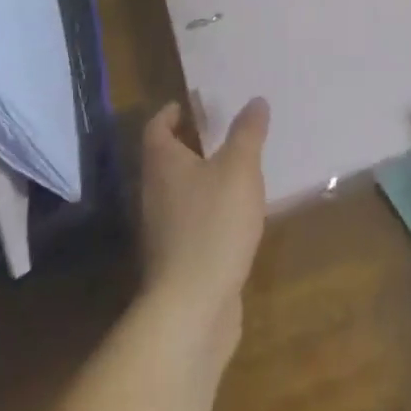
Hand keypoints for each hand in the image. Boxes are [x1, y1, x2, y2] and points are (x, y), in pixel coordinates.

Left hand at [138, 97, 269, 355]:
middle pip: (166, 159)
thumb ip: (247, 133)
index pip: (156, 128)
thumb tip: (255, 100)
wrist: (192, 309)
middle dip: (190, 144)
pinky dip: (208, 211)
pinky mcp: (177, 260)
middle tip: (221, 131)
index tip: (189, 105)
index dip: (170, 114)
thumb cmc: (213, 225)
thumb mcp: (239, 169)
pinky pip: (191, 222)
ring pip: (179, 192)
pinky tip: (235, 216)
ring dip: (201, 178)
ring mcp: (163, 230)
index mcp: (163, 164)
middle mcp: (155, 193)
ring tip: (234, 169)